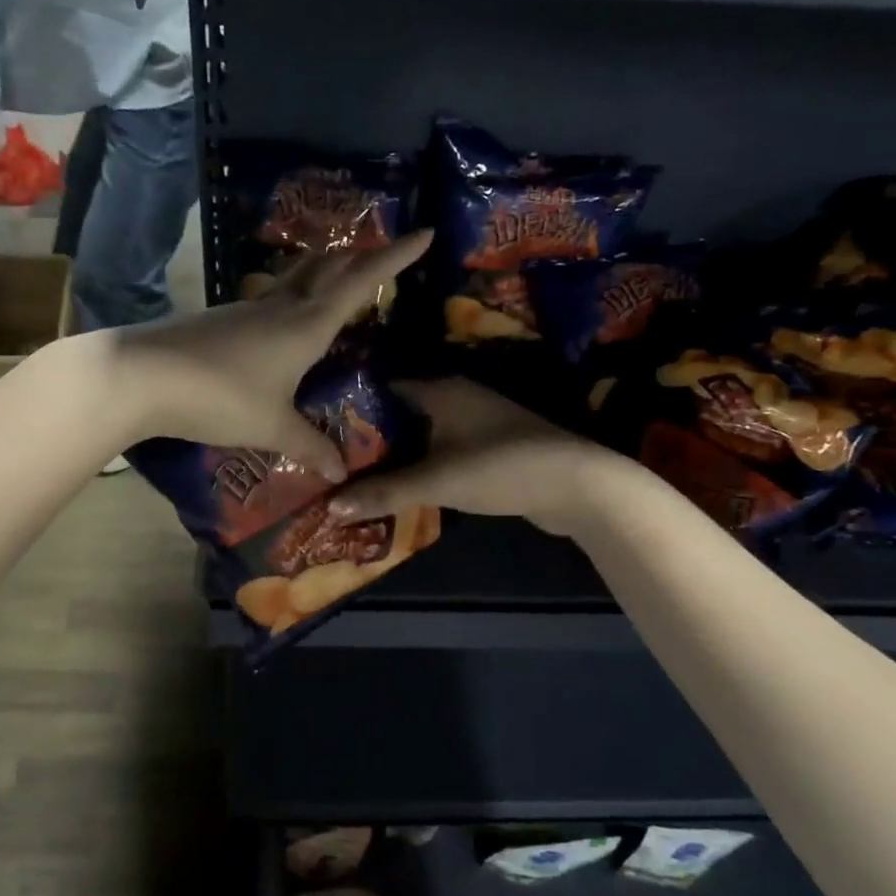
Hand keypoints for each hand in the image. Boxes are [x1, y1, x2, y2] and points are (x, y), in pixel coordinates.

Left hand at [110, 231, 431, 478]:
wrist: (141, 375)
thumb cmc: (219, 396)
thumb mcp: (271, 427)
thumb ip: (308, 446)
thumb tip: (340, 471)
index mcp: (306, 325)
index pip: (361, 282)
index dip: (396, 257)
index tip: (426, 232)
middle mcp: (280, 307)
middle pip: (326, 267)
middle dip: (359, 256)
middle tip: (382, 254)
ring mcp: (247, 310)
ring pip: (296, 280)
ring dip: (323, 274)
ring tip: (339, 285)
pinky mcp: (221, 321)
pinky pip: (269, 303)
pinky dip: (291, 301)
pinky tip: (284, 327)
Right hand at [328, 377, 618, 534]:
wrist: (575, 484)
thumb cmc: (499, 468)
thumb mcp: (436, 481)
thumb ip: (384, 492)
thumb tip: (330, 508)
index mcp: (440, 389)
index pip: (383, 387)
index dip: (351, 406)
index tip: (320, 426)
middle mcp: (456, 396)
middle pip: (400, 413)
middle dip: (369, 436)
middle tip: (331, 458)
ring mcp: (476, 421)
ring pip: (422, 433)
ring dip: (396, 453)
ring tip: (355, 474)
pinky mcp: (489, 447)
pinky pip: (441, 450)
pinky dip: (421, 464)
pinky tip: (401, 485)